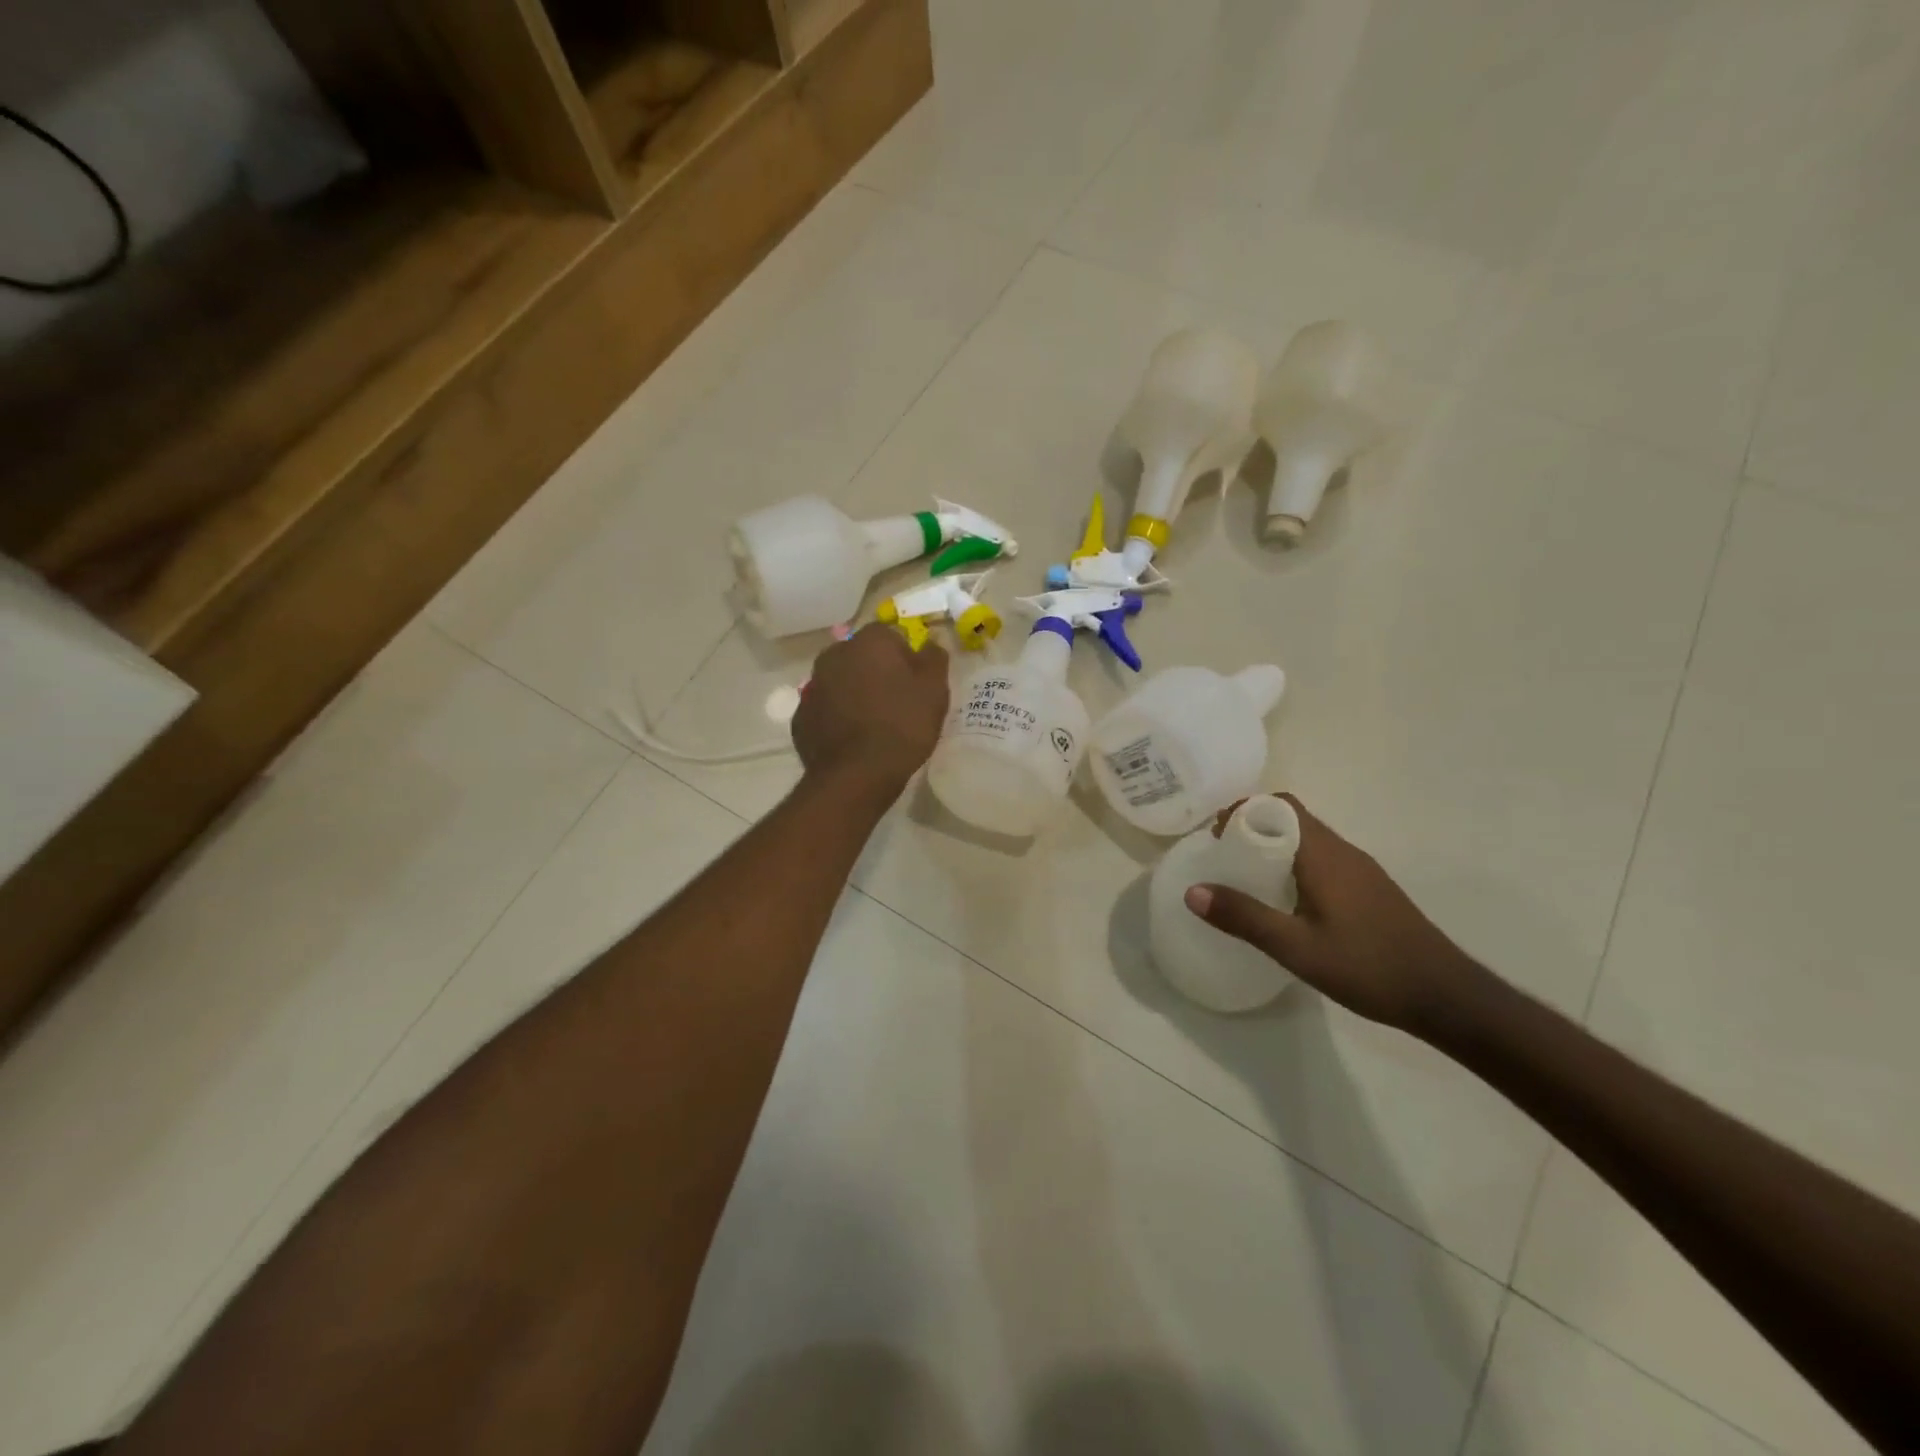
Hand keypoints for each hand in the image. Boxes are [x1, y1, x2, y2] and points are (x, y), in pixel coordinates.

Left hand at [793, 626, 949, 793]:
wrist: (857, 775)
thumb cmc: (902, 725)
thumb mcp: (935, 690)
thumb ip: (935, 658)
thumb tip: (929, 645)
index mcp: (868, 641)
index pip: (891, 636)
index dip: (907, 658)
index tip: (917, 684)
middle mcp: (834, 655)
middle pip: (862, 656)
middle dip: (877, 673)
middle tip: (897, 703)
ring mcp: (812, 686)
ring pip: (841, 682)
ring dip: (855, 694)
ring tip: (875, 725)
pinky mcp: (801, 717)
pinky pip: (826, 710)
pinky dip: (837, 718)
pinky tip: (853, 740)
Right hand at [1184, 794, 1482, 1035]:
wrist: (1447, 997)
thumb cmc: (1367, 967)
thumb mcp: (1296, 947)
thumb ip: (1244, 917)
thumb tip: (1193, 891)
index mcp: (1323, 855)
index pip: (1279, 805)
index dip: (1243, 810)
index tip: (1215, 835)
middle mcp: (1343, 852)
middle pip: (1292, 818)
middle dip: (1253, 828)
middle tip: (1224, 857)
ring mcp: (1361, 870)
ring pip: (1309, 840)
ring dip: (1274, 846)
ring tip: (1245, 878)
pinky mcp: (1370, 890)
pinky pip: (1323, 860)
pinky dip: (1295, 865)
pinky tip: (1285, 902)